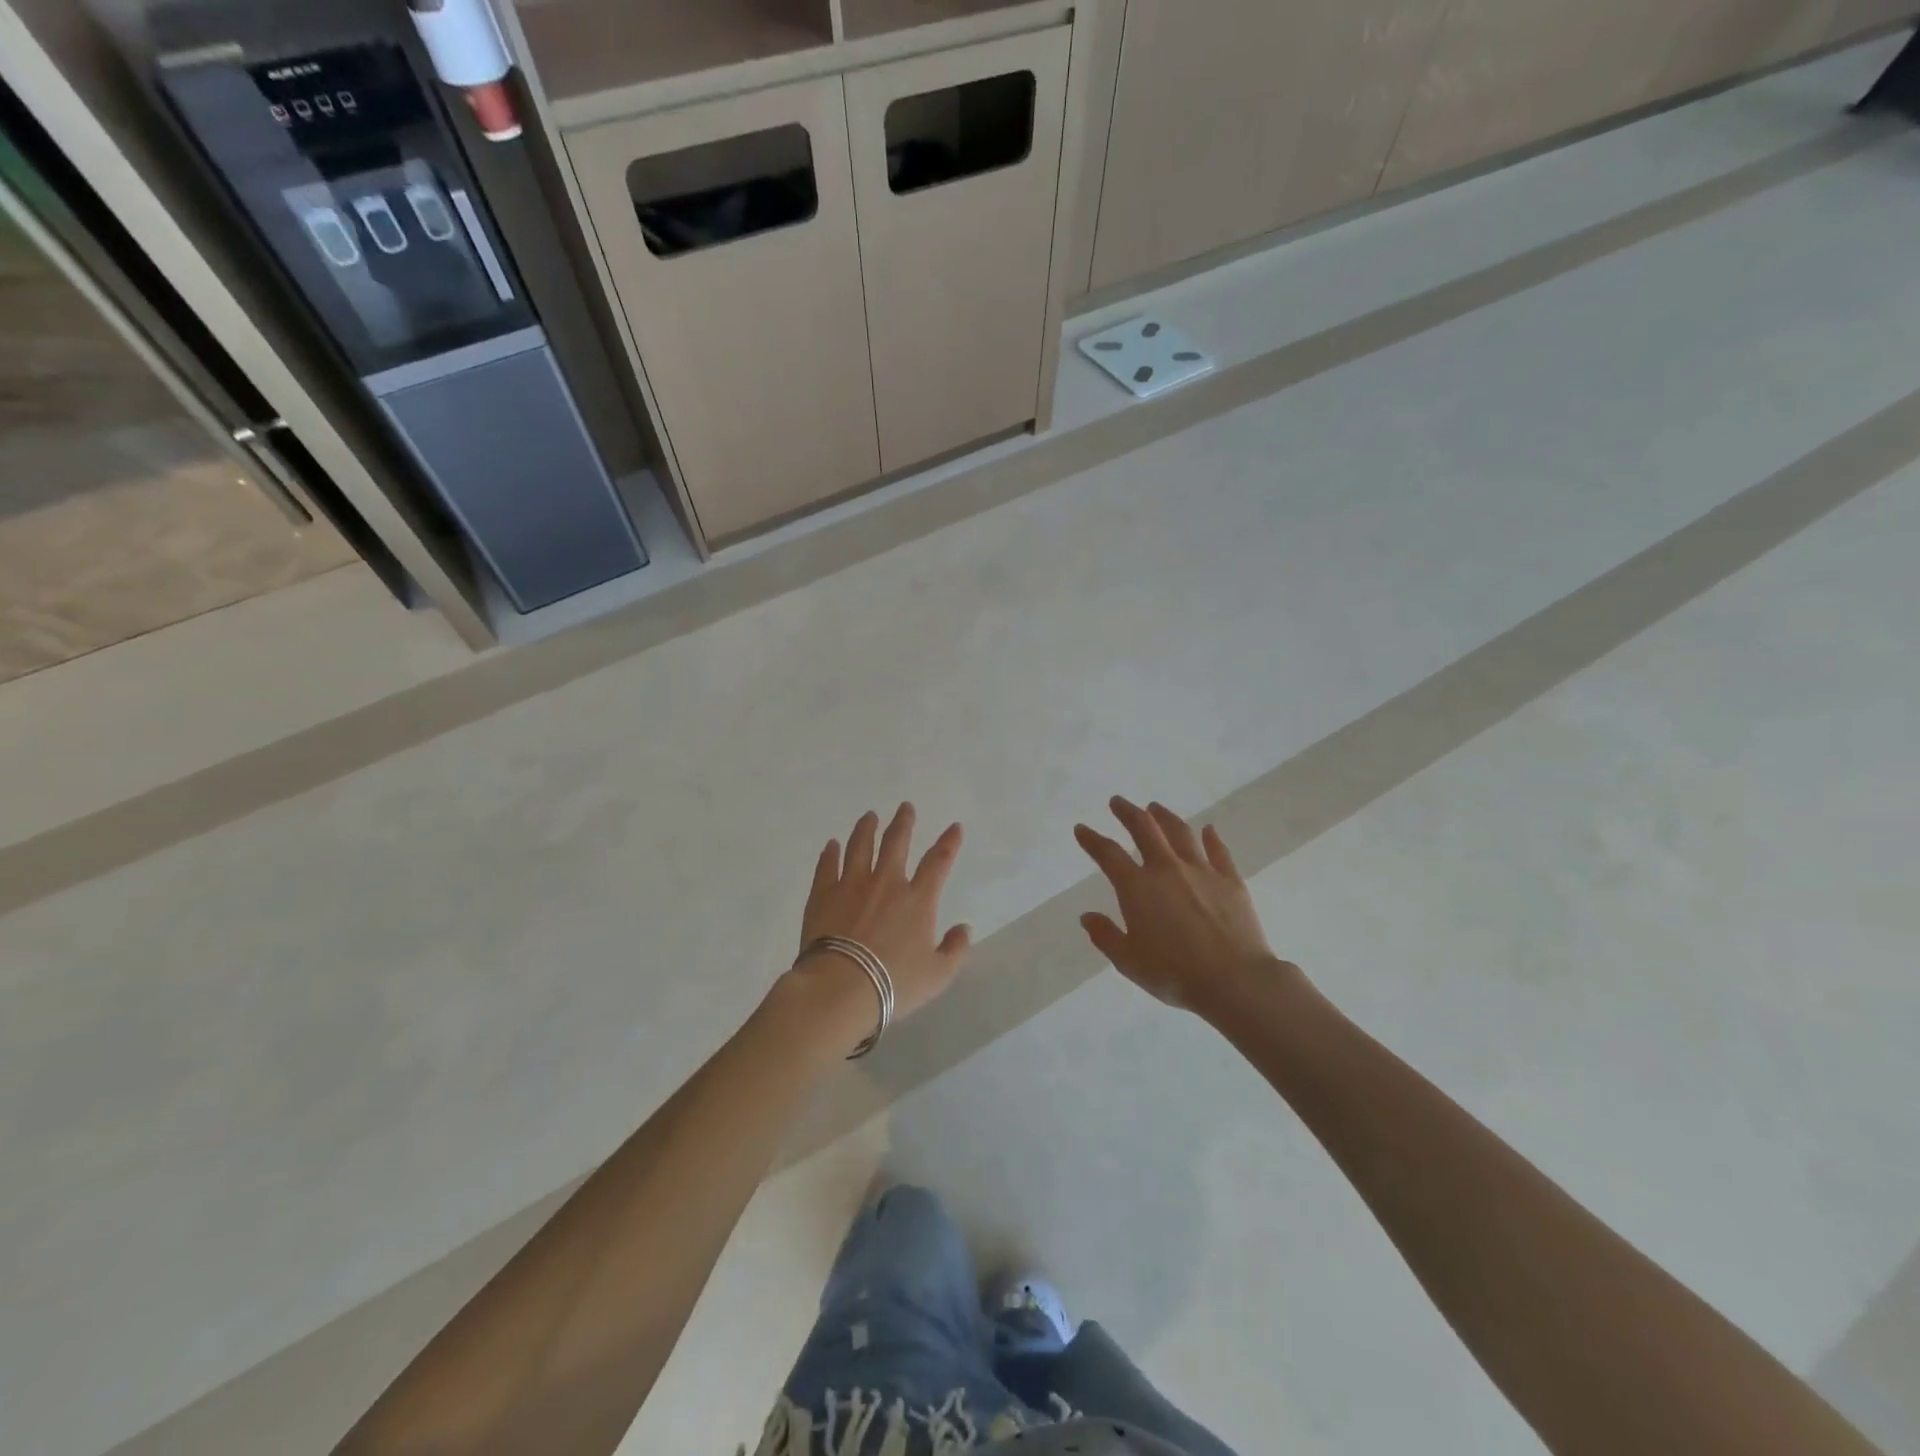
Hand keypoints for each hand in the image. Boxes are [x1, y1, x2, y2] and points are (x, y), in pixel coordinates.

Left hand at [774, 804, 972, 1056]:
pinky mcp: (823, 894)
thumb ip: (955, 950)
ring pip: (860, 846)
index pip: (938, 862)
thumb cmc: (894, 984)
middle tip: (905, 807)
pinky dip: (830, 853)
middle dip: (903, 822)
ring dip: (866, 828)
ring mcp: (852, 884)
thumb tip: (964, 929)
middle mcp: (886, 883)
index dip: (948, 842)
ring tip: (869, 816)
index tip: (954, 827)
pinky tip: (831, 844)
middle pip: (896, 843)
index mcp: (917, 900)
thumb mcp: (938, 975)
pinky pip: (827, 866)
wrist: (841, 988)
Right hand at [1075, 797, 1301, 1015]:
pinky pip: (1218, 851)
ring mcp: (1201, 871)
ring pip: (1180, 832)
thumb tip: (1087, 917)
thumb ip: (1105, 936)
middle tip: (1118, 802)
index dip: (1091, 839)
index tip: (1082, 828)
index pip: (1108, 854)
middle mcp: (1167, 869)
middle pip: (1144, 829)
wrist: (1234, 980)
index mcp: (1137, 887)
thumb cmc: (1174, 974)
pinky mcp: (1230, 880)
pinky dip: (1211, 838)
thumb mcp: (1128, 961)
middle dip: (1128, 812)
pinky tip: (1208, 830)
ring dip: (1165, 817)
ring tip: (1156, 807)